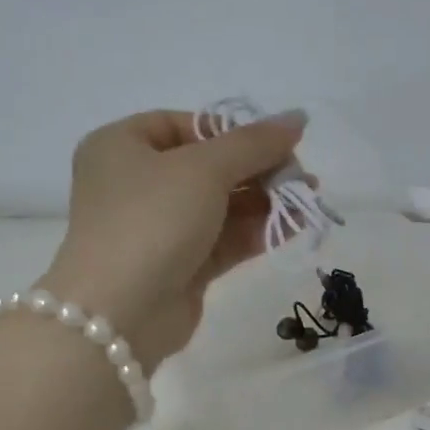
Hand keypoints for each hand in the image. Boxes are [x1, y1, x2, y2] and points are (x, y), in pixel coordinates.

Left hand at [39, 108, 307, 366]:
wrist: (121, 312)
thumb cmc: (151, 220)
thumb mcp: (204, 168)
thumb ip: (254, 143)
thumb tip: (298, 117)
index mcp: (122, 146)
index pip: (186, 125)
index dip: (233, 131)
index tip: (275, 144)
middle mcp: (137, 184)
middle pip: (210, 166)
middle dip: (259, 169)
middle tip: (302, 175)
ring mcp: (159, 228)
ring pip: (221, 205)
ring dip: (266, 200)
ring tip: (309, 198)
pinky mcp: (181, 266)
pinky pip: (224, 238)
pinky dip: (257, 230)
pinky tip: (295, 224)